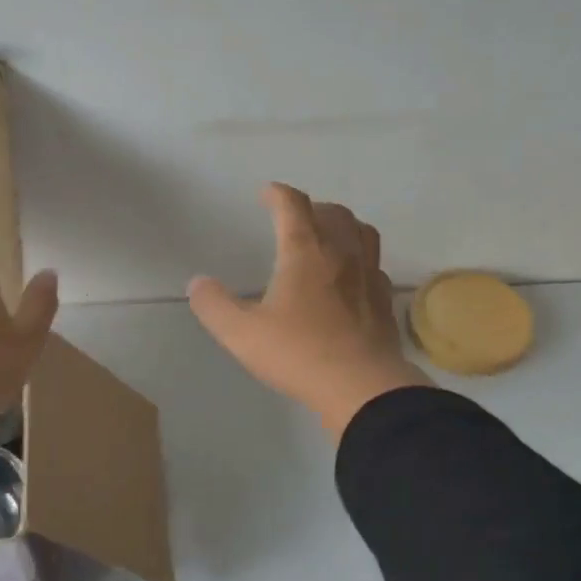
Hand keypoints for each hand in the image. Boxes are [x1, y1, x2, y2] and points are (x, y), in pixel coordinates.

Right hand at [189, 184, 428, 436]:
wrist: (361, 387)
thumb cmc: (298, 353)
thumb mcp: (242, 333)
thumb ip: (214, 305)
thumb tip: (198, 284)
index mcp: (305, 252)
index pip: (293, 206)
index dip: (278, 194)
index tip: (267, 193)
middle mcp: (341, 253)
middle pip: (333, 213)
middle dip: (311, 208)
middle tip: (295, 218)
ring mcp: (368, 276)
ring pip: (362, 232)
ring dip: (343, 226)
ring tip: (329, 237)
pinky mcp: (383, 300)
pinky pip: (375, 265)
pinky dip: (360, 259)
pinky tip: (352, 277)